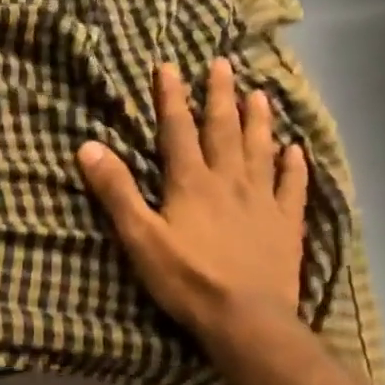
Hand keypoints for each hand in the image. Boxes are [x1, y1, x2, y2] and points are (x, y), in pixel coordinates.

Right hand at [78, 57, 307, 340]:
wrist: (247, 320)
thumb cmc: (186, 278)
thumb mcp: (138, 235)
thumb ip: (116, 190)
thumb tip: (88, 146)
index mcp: (191, 182)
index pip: (177, 130)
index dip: (171, 97)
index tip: (169, 66)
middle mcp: (229, 181)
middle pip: (224, 130)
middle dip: (220, 96)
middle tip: (223, 64)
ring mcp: (262, 202)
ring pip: (261, 151)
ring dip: (258, 120)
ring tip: (260, 93)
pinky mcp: (286, 225)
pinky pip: (292, 188)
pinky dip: (294, 167)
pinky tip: (296, 151)